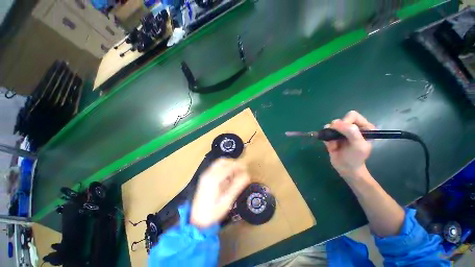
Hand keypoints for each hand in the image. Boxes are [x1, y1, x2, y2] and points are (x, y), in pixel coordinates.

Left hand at [191, 158, 250, 228]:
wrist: (196, 220)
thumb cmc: (212, 213)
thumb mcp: (227, 201)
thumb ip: (237, 186)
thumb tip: (247, 175)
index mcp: (214, 179)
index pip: (229, 166)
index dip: (239, 166)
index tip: (246, 169)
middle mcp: (208, 174)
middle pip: (223, 161)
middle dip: (233, 163)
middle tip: (241, 170)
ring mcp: (205, 175)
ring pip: (219, 163)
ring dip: (228, 165)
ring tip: (235, 173)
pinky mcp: (204, 178)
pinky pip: (216, 168)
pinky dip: (224, 169)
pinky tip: (228, 177)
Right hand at [323, 111, 375, 179]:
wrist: (346, 168)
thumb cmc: (355, 157)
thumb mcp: (358, 145)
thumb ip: (351, 132)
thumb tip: (334, 123)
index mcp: (364, 127)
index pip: (352, 115)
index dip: (345, 121)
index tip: (342, 131)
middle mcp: (353, 127)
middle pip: (340, 120)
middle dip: (336, 130)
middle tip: (337, 139)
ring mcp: (342, 131)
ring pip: (330, 126)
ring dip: (330, 135)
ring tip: (335, 145)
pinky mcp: (332, 135)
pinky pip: (325, 132)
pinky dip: (326, 139)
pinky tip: (331, 146)